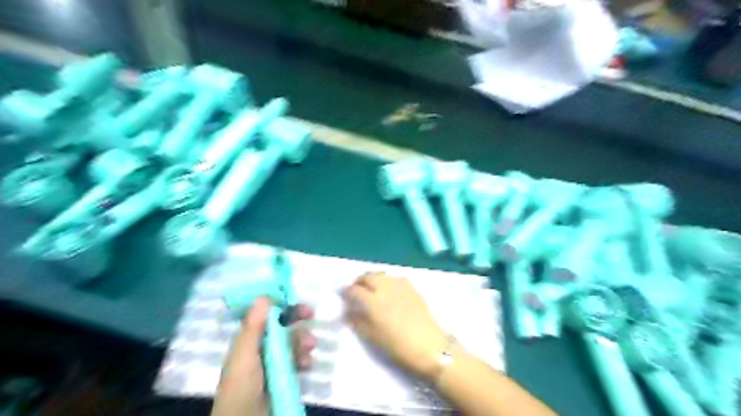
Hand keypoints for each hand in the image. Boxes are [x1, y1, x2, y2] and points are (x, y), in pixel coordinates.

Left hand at [209, 299, 312, 414]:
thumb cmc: (241, 386)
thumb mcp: (245, 355)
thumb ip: (254, 327)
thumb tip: (263, 296)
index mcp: (249, 339)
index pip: (266, 314)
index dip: (281, 304)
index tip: (295, 299)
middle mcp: (262, 346)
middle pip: (282, 325)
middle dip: (297, 318)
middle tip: (311, 313)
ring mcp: (275, 361)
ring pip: (293, 341)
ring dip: (303, 341)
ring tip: (309, 348)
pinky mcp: (285, 375)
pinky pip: (299, 359)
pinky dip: (305, 359)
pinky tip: (306, 365)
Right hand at [340, 273, 445, 380]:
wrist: (429, 345)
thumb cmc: (397, 346)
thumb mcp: (372, 338)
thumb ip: (358, 321)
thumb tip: (349, 311)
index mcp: (373, 301)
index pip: (354, 290)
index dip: (346, 291)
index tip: (343, 294)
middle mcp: (385, 288)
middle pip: (368, 276)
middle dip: (359, 281)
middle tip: (356, 289)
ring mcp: (400, 285)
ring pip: (382, 274)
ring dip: (373, 278)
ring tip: (372, 288)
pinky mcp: (412, 287)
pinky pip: (395, 278)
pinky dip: (387, 281)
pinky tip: (389, 290)